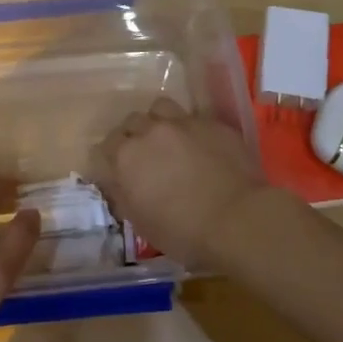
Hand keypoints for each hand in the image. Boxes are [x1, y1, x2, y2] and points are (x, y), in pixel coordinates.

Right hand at [88, 97, 267, 263]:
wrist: (238, 219)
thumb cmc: (183, 232)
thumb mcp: (141, 223)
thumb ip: (123, 196)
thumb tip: (118, 183)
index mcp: (126, 157)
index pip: (104, 147)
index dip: (109, 160)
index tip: (117, 173)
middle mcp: (150, 131)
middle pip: (131, 122)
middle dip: (133, 137)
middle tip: (144, 156)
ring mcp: (183, 123)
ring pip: (160, 109)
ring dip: (159, 122)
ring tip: (168, 140)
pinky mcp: (212, 123)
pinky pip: (193, 118)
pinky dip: (190, 130)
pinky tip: (200, 147)